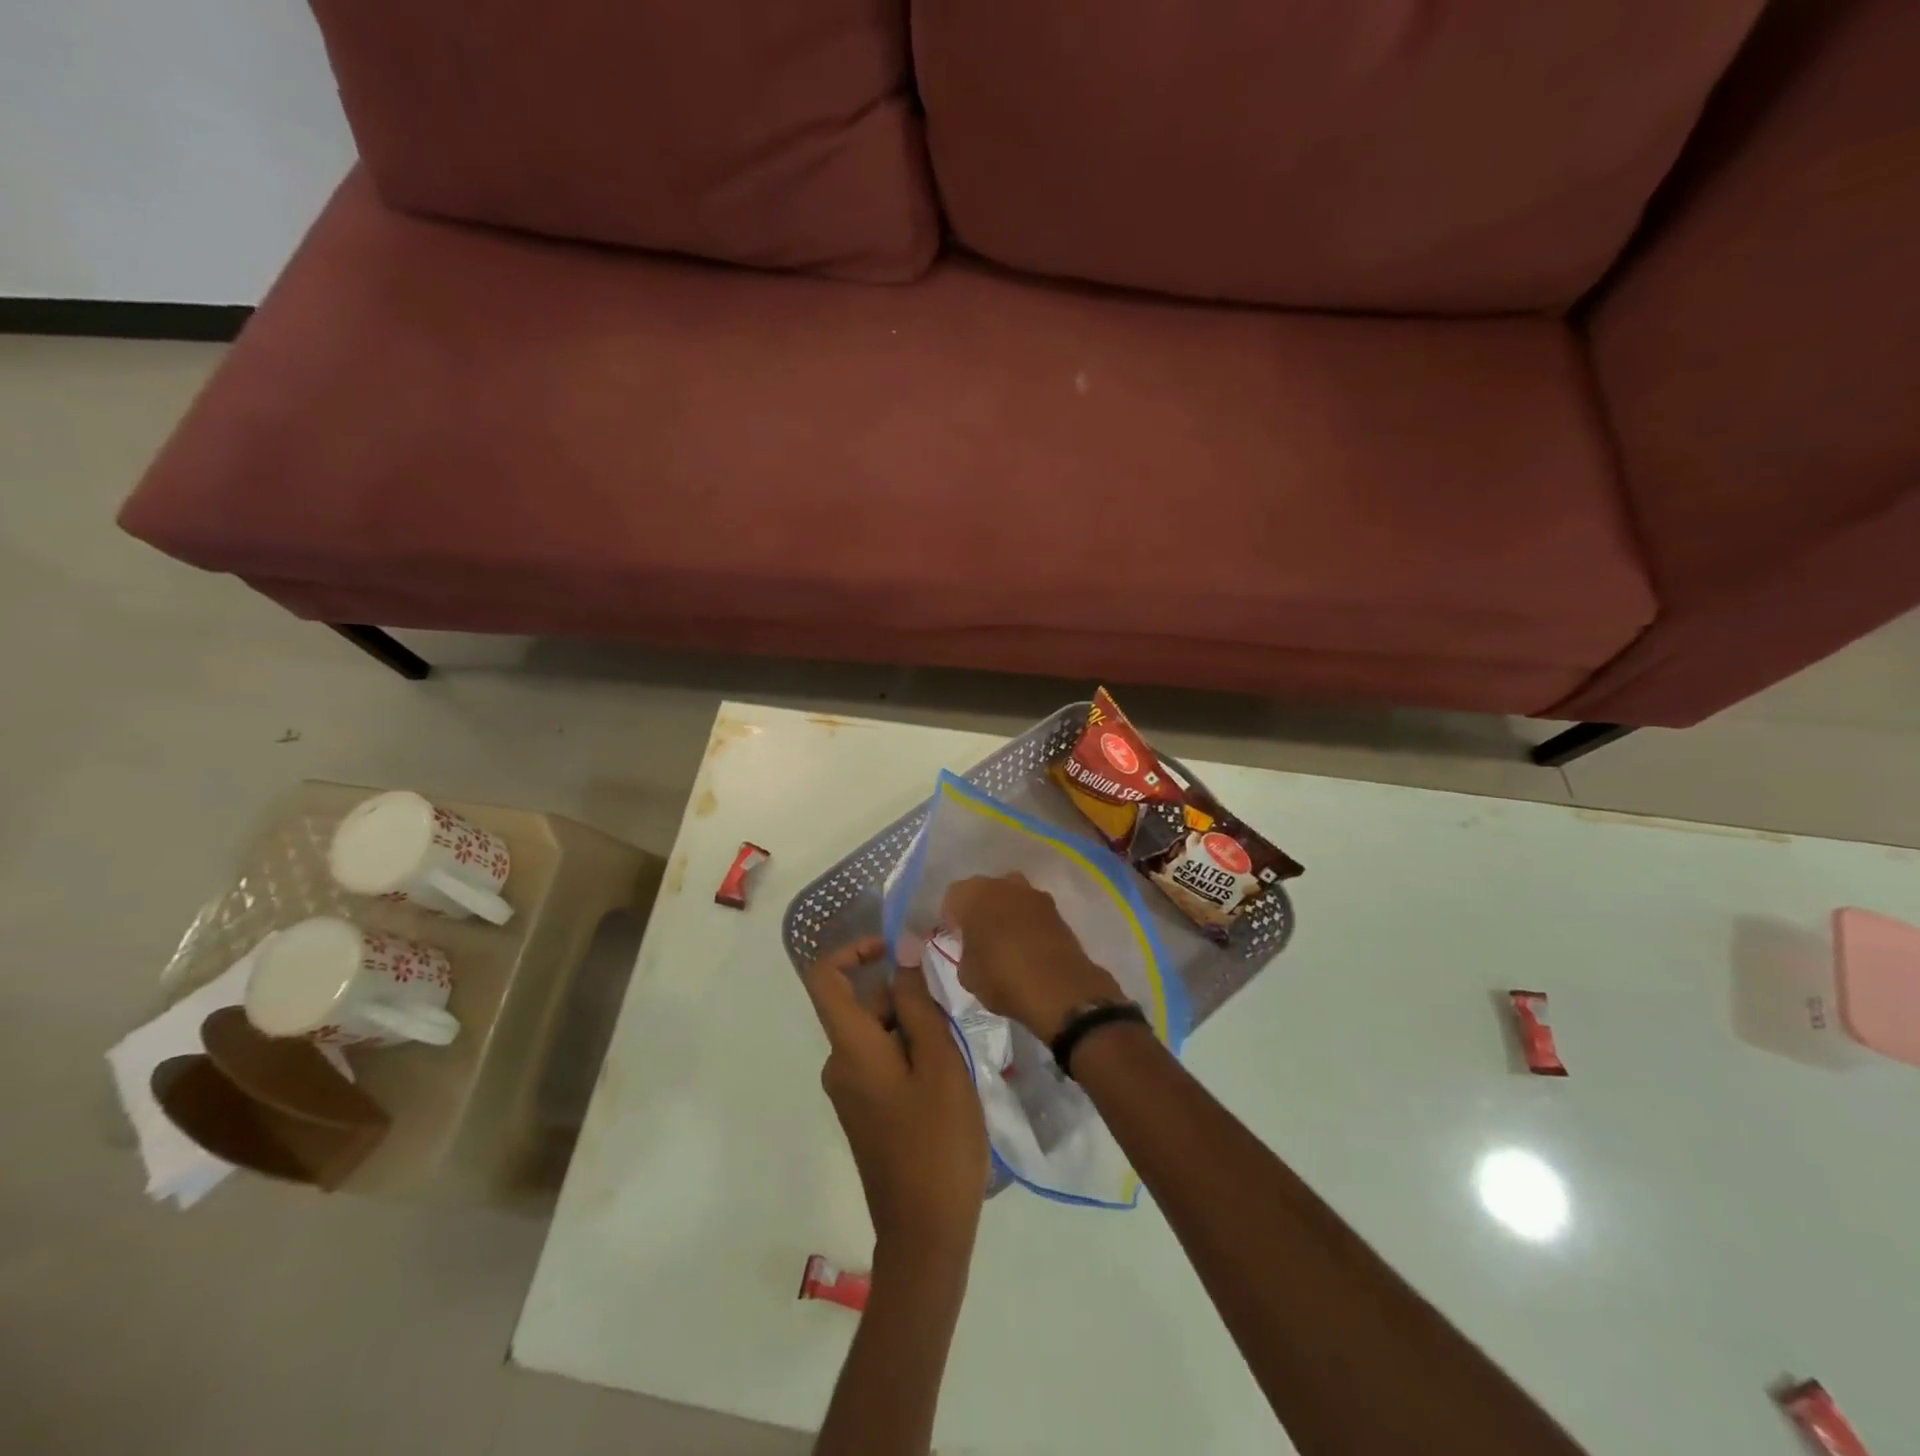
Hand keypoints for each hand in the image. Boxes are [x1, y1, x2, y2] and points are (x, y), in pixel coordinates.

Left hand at [803, 937, 987, 1265]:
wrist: (925, 1234)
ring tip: (954, 1057)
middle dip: (904, 998)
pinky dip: (910, 1053)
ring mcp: (850, 1091)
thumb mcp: (939, 1062)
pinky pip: (880, 1061)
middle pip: (861, 1005)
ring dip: (913, 1028)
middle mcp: (839, 1064)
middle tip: (951, 1022)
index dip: (853, 949)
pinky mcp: (864, 1111)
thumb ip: (918, 1004)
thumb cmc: (937, 1142)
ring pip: (877, 1033)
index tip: (896, 950)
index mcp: (850, 1048)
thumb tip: (902, 953)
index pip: (825, 977)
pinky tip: (944, 1082)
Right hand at [941, 874, 1125, 1041]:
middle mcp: (1003, 884)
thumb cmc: (1001, 977)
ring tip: (1006, 942)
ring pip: (1011, 897)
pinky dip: (1028, 923)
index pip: (953, 896)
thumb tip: (972, 949)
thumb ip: (964, 952)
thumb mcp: (966, 973)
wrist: (1058, 988)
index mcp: (973, 894)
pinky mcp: (1057, 909)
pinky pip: (1033, 911)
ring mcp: (1033, 894)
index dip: (952, 917)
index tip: (956, 938)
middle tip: (979, 937)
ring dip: (1007, 912)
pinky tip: (1028, 947)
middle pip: (985, 891)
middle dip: (980, 909)